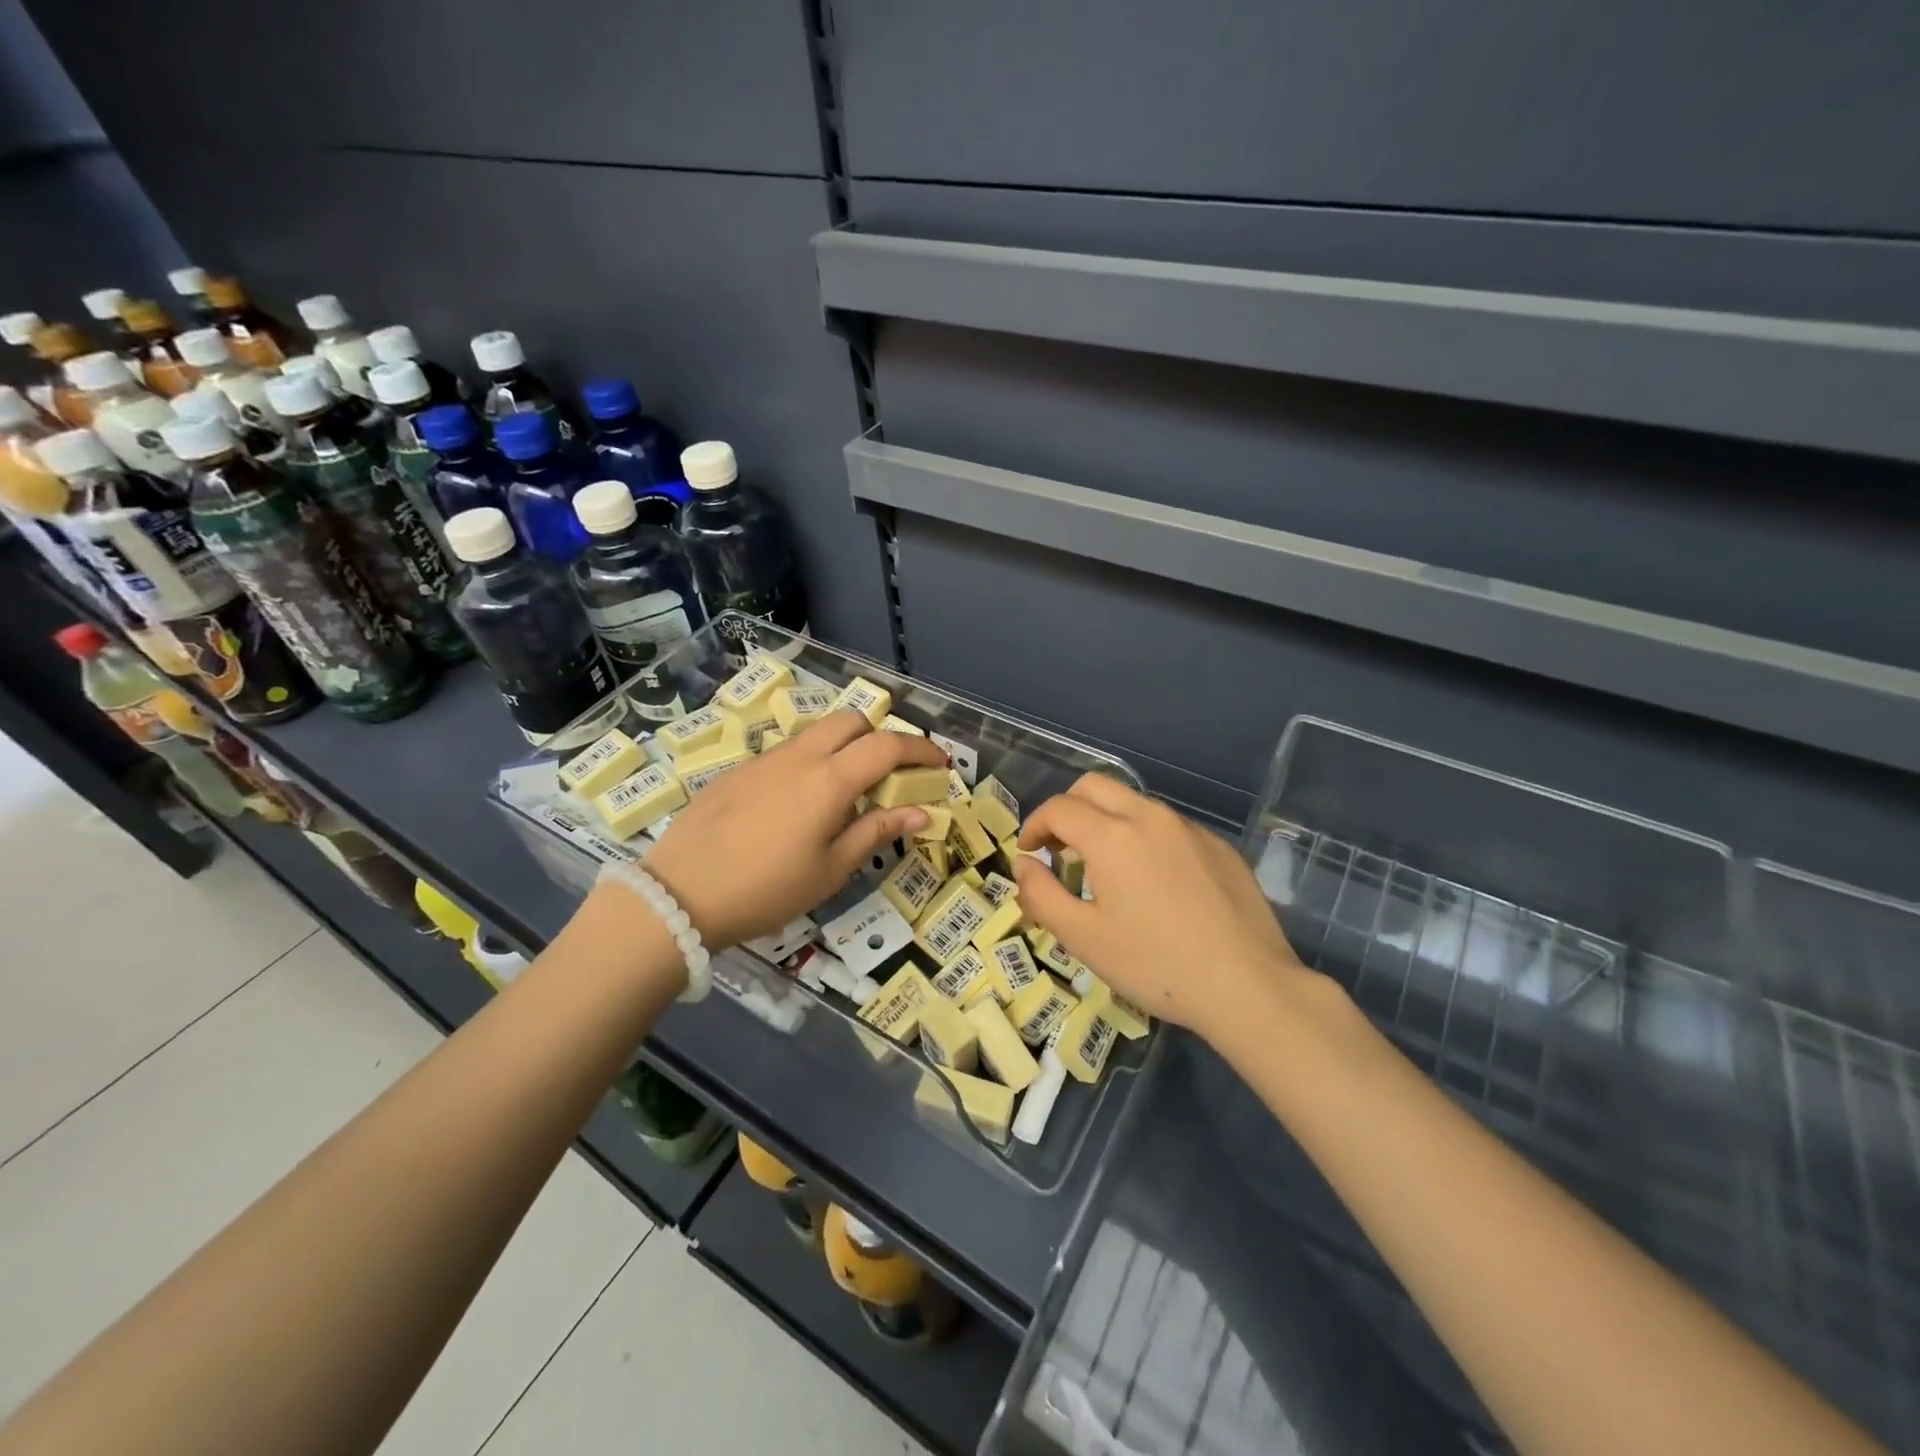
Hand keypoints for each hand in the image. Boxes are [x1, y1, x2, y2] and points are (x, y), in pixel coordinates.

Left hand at [643, 711, 947, 948]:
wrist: (679, 895)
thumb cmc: (767, 890)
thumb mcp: (830, 870)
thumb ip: (876, 832)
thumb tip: (921, 813)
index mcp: (829, 780)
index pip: (888, 746)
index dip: (921, 749)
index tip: (940, 764)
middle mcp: (800, 756)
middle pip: (851, 721)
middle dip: (880, 737)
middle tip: (891, 775)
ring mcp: (765, 759)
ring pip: (817, 732)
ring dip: (845, 747)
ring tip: (847, 791)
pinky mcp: (739, 770)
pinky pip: (788, 751)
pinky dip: (812, 761)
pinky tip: (800, 804)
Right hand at [1013, 774, 1306, 1039]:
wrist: (1248, 986)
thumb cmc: (1156, 965)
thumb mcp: (1083, 939)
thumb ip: (1041, 895)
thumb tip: (1025, 865)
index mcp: (1112, 835)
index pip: (1059, 808)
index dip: (1034, 826)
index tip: (1029, 853)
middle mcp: (1150, 817)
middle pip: (1094, 787)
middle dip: (1067, 810)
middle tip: (1060, 850)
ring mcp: (1190, 828)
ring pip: (1134, 803)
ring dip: (1106, 821)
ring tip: (1104, 869)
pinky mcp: (1218, 846)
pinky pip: (1168, 826)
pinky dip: (1144, 838)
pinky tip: (1154, 884)